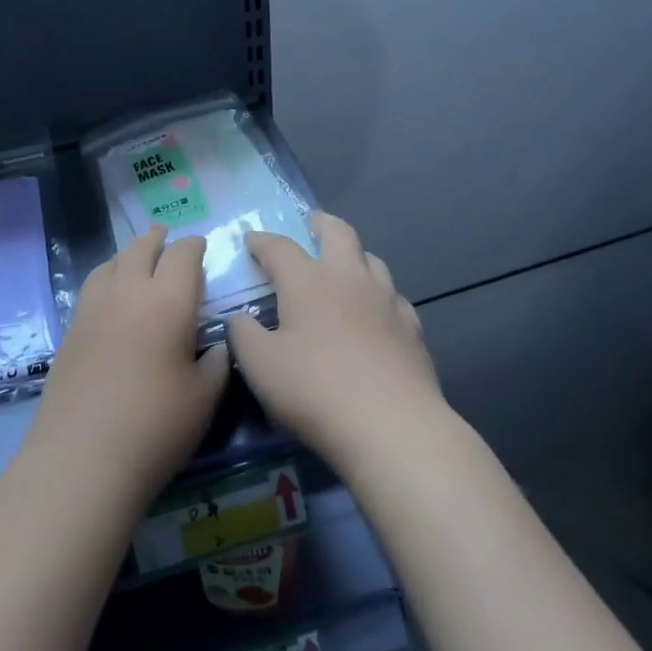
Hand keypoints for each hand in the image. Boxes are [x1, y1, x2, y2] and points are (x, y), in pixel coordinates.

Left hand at [27, 227, 229, 499]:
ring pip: (112, 261)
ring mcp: (94, 307)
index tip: (202, 247)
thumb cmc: (156, 426)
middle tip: (167, 236)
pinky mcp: (72, 328)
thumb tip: (219, 343)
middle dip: (158, 238)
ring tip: (138, 258)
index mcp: (168, 300)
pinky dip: (108, 275)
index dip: (195, 246)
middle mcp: (129, 291)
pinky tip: (112, 293)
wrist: (83, 457)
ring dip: (129, 253)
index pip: (183, 254)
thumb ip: (218, 362)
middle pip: (142, 248)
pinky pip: (93, 284)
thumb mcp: (205, 397)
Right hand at [226, 212, 443, 474]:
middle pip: (339, 233)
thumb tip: (239, 317)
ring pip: (372, 260)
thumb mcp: (261, 366)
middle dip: (321, 224)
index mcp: (308, 281)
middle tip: (311, 225)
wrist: (392, 426)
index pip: (280, 247)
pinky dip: (378, 295)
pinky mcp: (412, 329)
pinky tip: (375, 312)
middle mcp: (349, 279)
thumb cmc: (316, 390)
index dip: (261, 241)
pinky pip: (393, 297)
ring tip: (343, 267)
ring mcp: (387, 301)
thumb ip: (243, 334)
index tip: (250, 240)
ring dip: (354, 255)